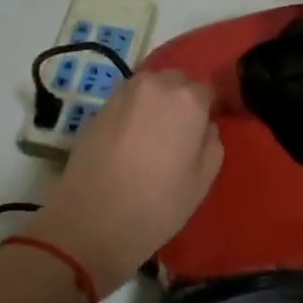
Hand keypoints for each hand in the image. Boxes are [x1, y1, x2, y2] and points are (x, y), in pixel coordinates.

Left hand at [25, 70, 223, 296]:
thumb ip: (212, 144)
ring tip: (153, 135)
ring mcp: (123, 93)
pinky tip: (130, 139)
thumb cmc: (156, 206)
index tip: (203, 131)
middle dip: (182, 99)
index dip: (207, 109)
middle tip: (179, 132)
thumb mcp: (202, 182)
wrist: (90, 222)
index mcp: (188, 100)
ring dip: (156, 102)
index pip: (207, 90)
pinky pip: (127, 100)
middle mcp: (156, 85)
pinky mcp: (98, 107)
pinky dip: (134, 111)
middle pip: (177, 81)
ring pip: (150, 86)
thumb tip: (205, 127)